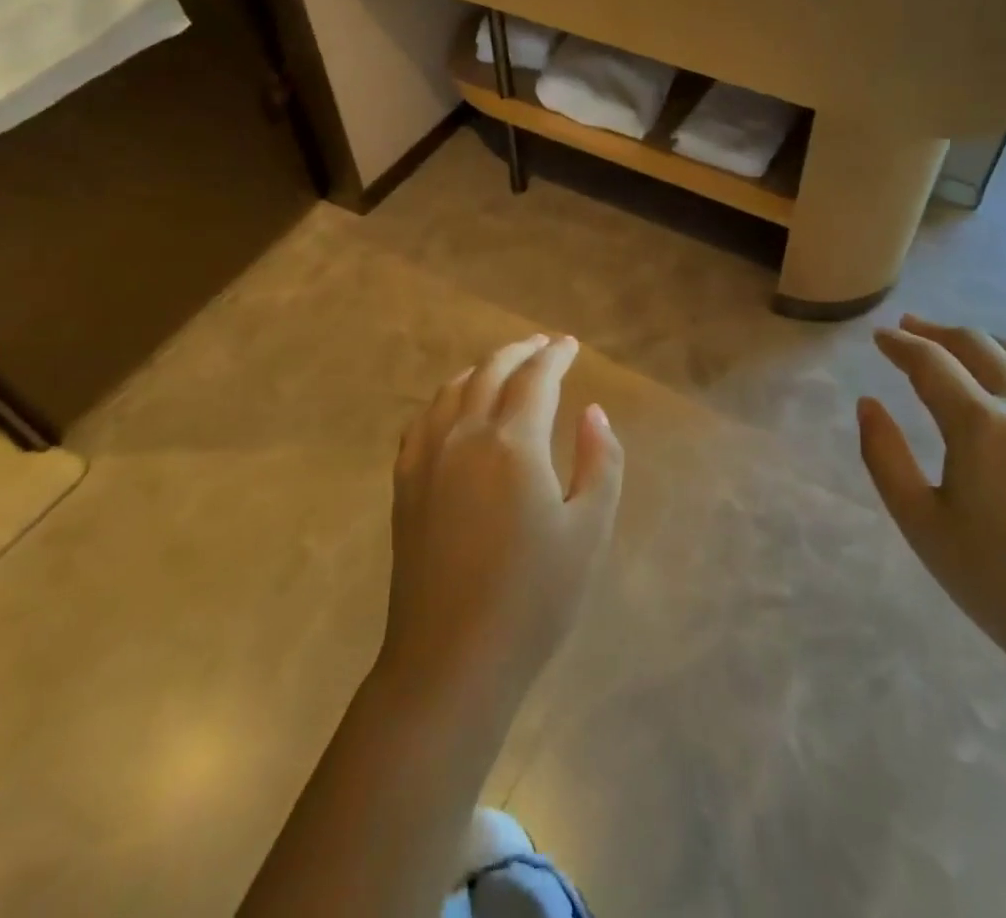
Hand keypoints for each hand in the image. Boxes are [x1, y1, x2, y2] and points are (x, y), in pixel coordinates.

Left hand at [380, 334, 622, 711]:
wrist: (451, 659)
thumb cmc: (533, 599)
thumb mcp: (589, 532)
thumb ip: (599, 462)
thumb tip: (592, 412)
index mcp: (512, 444)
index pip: (536, 378)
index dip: (556, 356)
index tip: (571, 345)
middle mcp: (464, 436)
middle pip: (491, 372)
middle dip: (520, 352)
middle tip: (543, 345)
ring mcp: (428, 459)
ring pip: (452, 389)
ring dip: (482, 368)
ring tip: (503, 365)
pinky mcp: (405, 484)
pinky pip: (423, 420)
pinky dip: (445, 397)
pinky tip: (453, 405)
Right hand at [859, 317, 1005, 679]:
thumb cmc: (997, 582)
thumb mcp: (920, 522)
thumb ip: (884, 456)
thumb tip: (868, 403)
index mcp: (980, 425)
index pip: (930, 363)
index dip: (901, 345)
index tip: (880, 337)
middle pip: (978, 346)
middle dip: (938, 332)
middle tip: (910, 328)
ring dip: (985, 341)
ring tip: (960, 343)